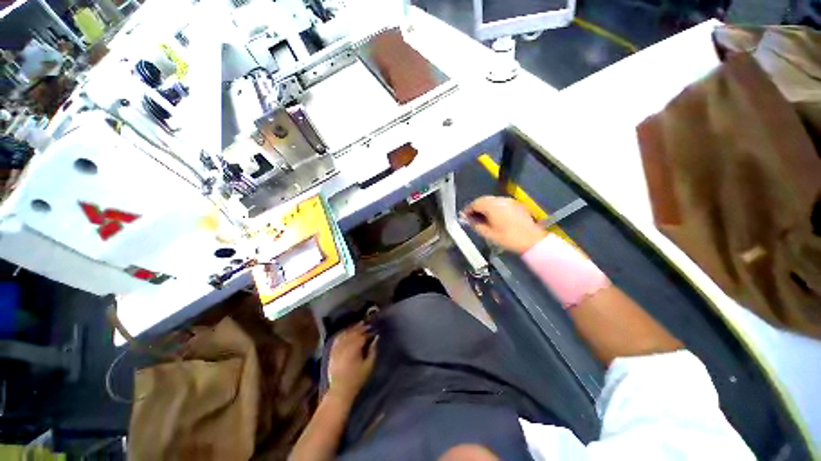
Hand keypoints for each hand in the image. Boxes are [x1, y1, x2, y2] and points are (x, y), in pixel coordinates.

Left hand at [328, 323, 377, 400]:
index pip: (362, 336)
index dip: (368, 332)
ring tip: (359, 325)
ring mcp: (337, 348)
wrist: (340, 390)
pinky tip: (346, 331)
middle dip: (361, 328)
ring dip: (352, 328)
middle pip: (354, 332)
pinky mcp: (332, 351)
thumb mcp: (369, 365)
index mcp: (354, 348)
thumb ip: (373, 350)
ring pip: (346, 333)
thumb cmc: (357, 378)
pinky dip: (343, 333)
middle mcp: (345, 345)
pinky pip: (337, 338)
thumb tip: (376, 338)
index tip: (373, 331)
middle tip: (367, 325)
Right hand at [463, 196, 547, 253]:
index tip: (464, 217)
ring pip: (492, 201)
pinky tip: (494, 217)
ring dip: (485, 207)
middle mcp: (499, 200)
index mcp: (491, 206)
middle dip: (476, 207)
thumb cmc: (507, 238)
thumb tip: (467, 219)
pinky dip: (494, 207)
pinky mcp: (516, 204)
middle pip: (483, 200)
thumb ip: (475, 225)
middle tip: (472, 217)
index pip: (475, 203)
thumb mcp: (488, 234)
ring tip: (482, 218)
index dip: (468, 210)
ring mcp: (509, 201)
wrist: (532, 240)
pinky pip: (500, 203)